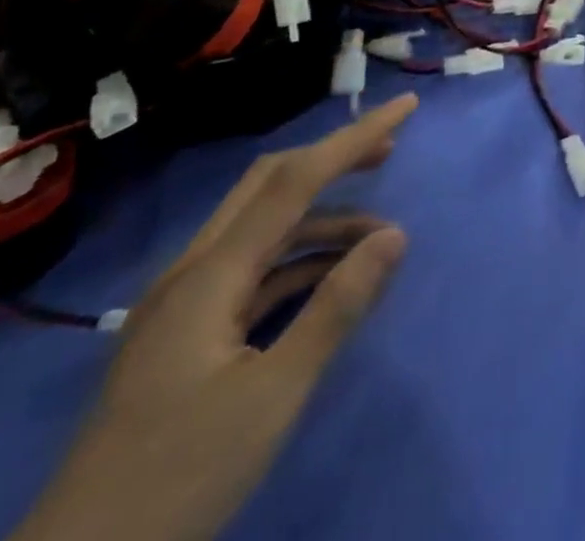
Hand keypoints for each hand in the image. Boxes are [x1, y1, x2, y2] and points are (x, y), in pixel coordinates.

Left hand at [11, 95, 418, 540]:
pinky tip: (330, 280)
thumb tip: (396, 236)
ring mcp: (183, 303)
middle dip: (333, 159)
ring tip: (378, 239)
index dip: (355, 137)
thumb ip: (337, 308)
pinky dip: (298, 260)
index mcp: (209, 274)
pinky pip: (251, 271)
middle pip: (270, 185)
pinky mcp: (184, 335)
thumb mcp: (273, 395)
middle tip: (390, 152)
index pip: (295, 179)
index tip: (405, 108)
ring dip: (322, 220)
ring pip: (262, 229)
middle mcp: (192, 271)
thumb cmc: (179, 476)